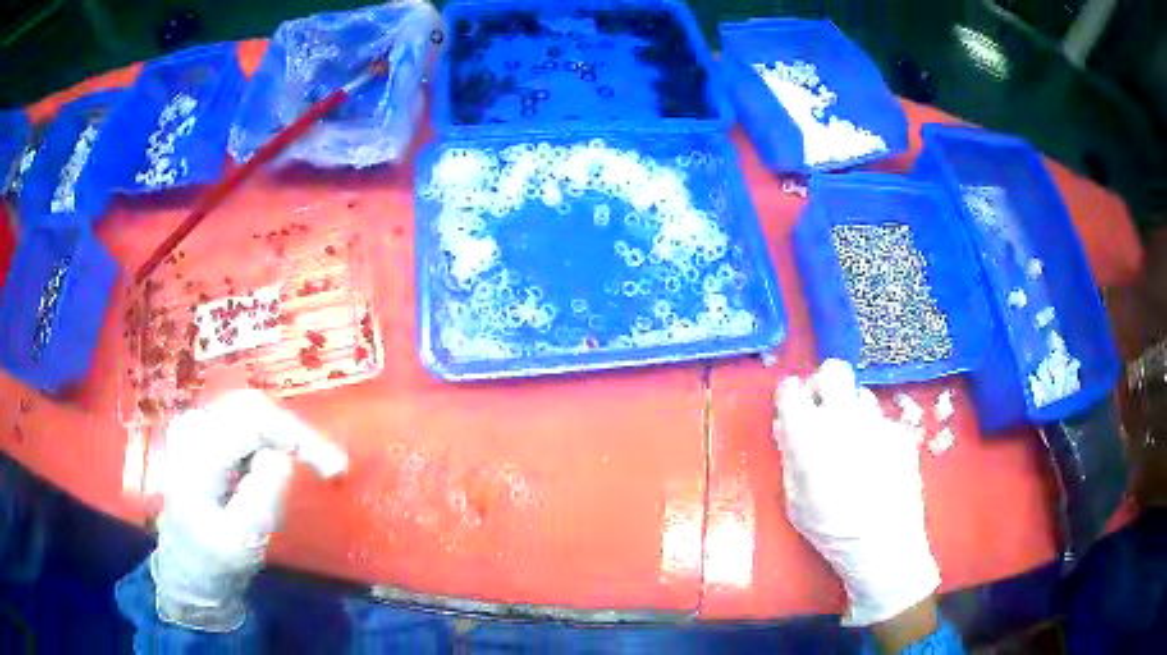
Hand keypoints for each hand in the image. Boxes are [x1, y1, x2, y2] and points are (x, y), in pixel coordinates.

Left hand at [150, 390, 347, 630]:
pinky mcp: (202, 430)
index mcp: (197, 452)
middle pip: (254, 406)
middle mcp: (193, 425)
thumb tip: (284, 456)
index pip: (254, 419)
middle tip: (328, 467)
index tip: (334, 469)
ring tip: (309, 466)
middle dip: (295, 433)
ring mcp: (195, 423)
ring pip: (251, 410)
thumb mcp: (242, 541)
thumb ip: (261, 497)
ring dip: (284, 436)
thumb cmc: (215, 559)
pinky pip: (244, 420)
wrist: (187, 563)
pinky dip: (271, 438)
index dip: (299, 435)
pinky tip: (279, 463)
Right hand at [774, 360, 939, 626]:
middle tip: (822, 409)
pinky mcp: (902, 432)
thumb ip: (789, 456)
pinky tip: (877, 460)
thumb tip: (787, 427)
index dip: (789, 397)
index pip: (790, 388)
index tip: (791, 410)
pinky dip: (875, 432)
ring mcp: (878, 422)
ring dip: (852, 409)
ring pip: (861, 394)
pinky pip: (883, 419)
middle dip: (824, 384)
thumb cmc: (831, 530)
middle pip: (833, 370)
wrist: (884, 544)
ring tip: (853, 440)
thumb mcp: (795, 500)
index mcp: (810, 434)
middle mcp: (845, 417)